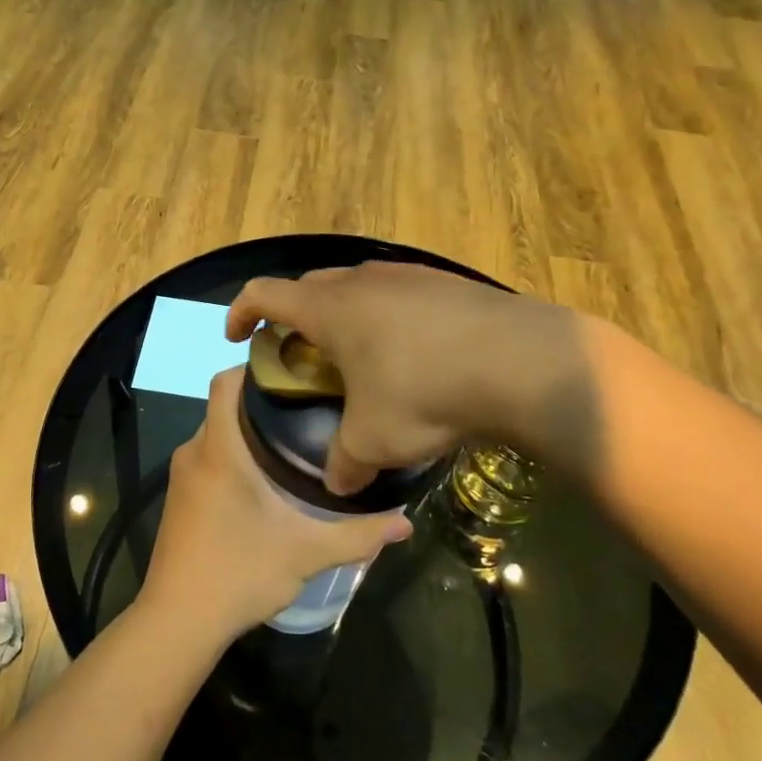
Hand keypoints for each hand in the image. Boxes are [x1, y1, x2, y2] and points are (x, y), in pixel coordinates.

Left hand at [140, 368, 412, 645]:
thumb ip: (358, 534)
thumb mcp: (306, 553)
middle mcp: (194, 452)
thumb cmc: (239, 573)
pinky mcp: (179, 499)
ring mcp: (182, 477)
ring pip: (217, 434)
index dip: (254, 368)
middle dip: (262, 402)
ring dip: (248, 431)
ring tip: (296, 440)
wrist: (177, 622)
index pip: (224, 382)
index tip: (294, 372)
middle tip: (310, 408)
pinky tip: (266, 479)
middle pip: (225, 406)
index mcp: (219, 450)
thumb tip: (406, 523)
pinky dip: (234, 455)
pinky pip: (208, 458)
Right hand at [225, 263, 601, 493]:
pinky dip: (389, 316)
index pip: (264, 294)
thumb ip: (345, 463)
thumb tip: (337, 485)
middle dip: (296, 316)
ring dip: (345, 314)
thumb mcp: (375, 440)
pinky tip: (414, 352)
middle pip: (310, 286)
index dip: (241, 313)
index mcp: (330, 308)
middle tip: (302, 354)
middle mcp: (362, 281)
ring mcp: (409, 275)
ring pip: (358, 286)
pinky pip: (401, 293)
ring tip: (359, 355)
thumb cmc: (425, 392)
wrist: (522, 361)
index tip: (238, 337)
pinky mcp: (448, 282)